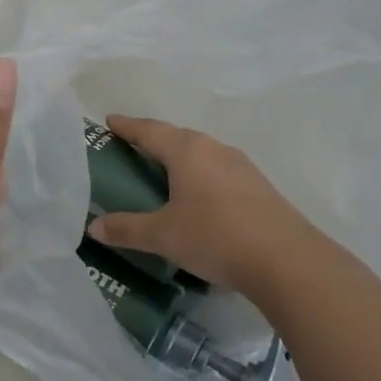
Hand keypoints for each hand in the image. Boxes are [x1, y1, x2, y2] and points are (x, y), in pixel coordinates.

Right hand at [87, 114, 323, 302]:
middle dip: (152, 139)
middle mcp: (214, 149)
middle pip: (176, 137)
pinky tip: (196, 195)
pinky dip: (198, 175)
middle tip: (130, 148)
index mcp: (187, 150)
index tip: (109, 121)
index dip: (126, 126)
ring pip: (200, 153)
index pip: (148, 130)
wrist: (286, 260)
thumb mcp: (163, 235)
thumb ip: (127, 229)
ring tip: (160, 171)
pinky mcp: (257, 186)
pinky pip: (217, 170)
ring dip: (178, 157)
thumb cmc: (215, 236)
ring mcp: (240, 166)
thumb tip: (93, 227)